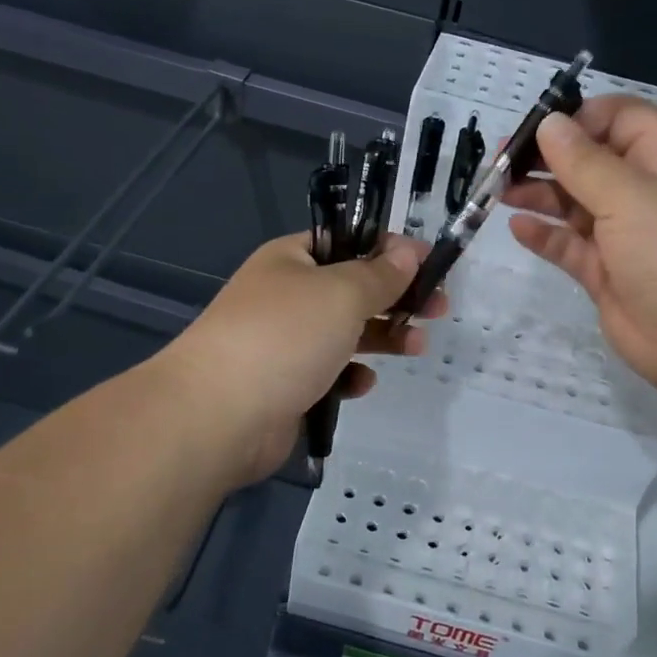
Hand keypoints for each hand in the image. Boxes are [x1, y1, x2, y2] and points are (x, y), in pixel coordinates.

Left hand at [155, 233, 446, 487]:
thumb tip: (407, 253)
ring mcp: (284, 342)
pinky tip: (362, 384)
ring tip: (417, 347)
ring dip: (383, 337)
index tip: (433, 263)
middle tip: (439, 308)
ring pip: (346, 332)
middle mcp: (287, 295)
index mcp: (292, 259)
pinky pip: (329, 372)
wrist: (217, 416)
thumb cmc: (284, 336)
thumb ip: (380, 274)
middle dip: (397, 297)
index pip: (349, 240)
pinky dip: (350, 375)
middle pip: (353, 288)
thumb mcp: (341, 293)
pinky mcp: (286, 385)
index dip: (392, 249)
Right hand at [504, 96, 656, 395]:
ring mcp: (628, 235)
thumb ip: (582, 160)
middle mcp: (648, 191)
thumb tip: (549, 123)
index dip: (581, 117)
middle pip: (592, 160)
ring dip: (539, 193)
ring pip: (576, 202)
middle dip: (548, 157)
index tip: (536, 126)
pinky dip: (545, 235)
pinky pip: (571, 245)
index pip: (622, 119)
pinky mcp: (609, 274)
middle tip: (499, 160)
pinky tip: (517, 227)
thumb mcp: (629, 195)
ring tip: (497, 190)